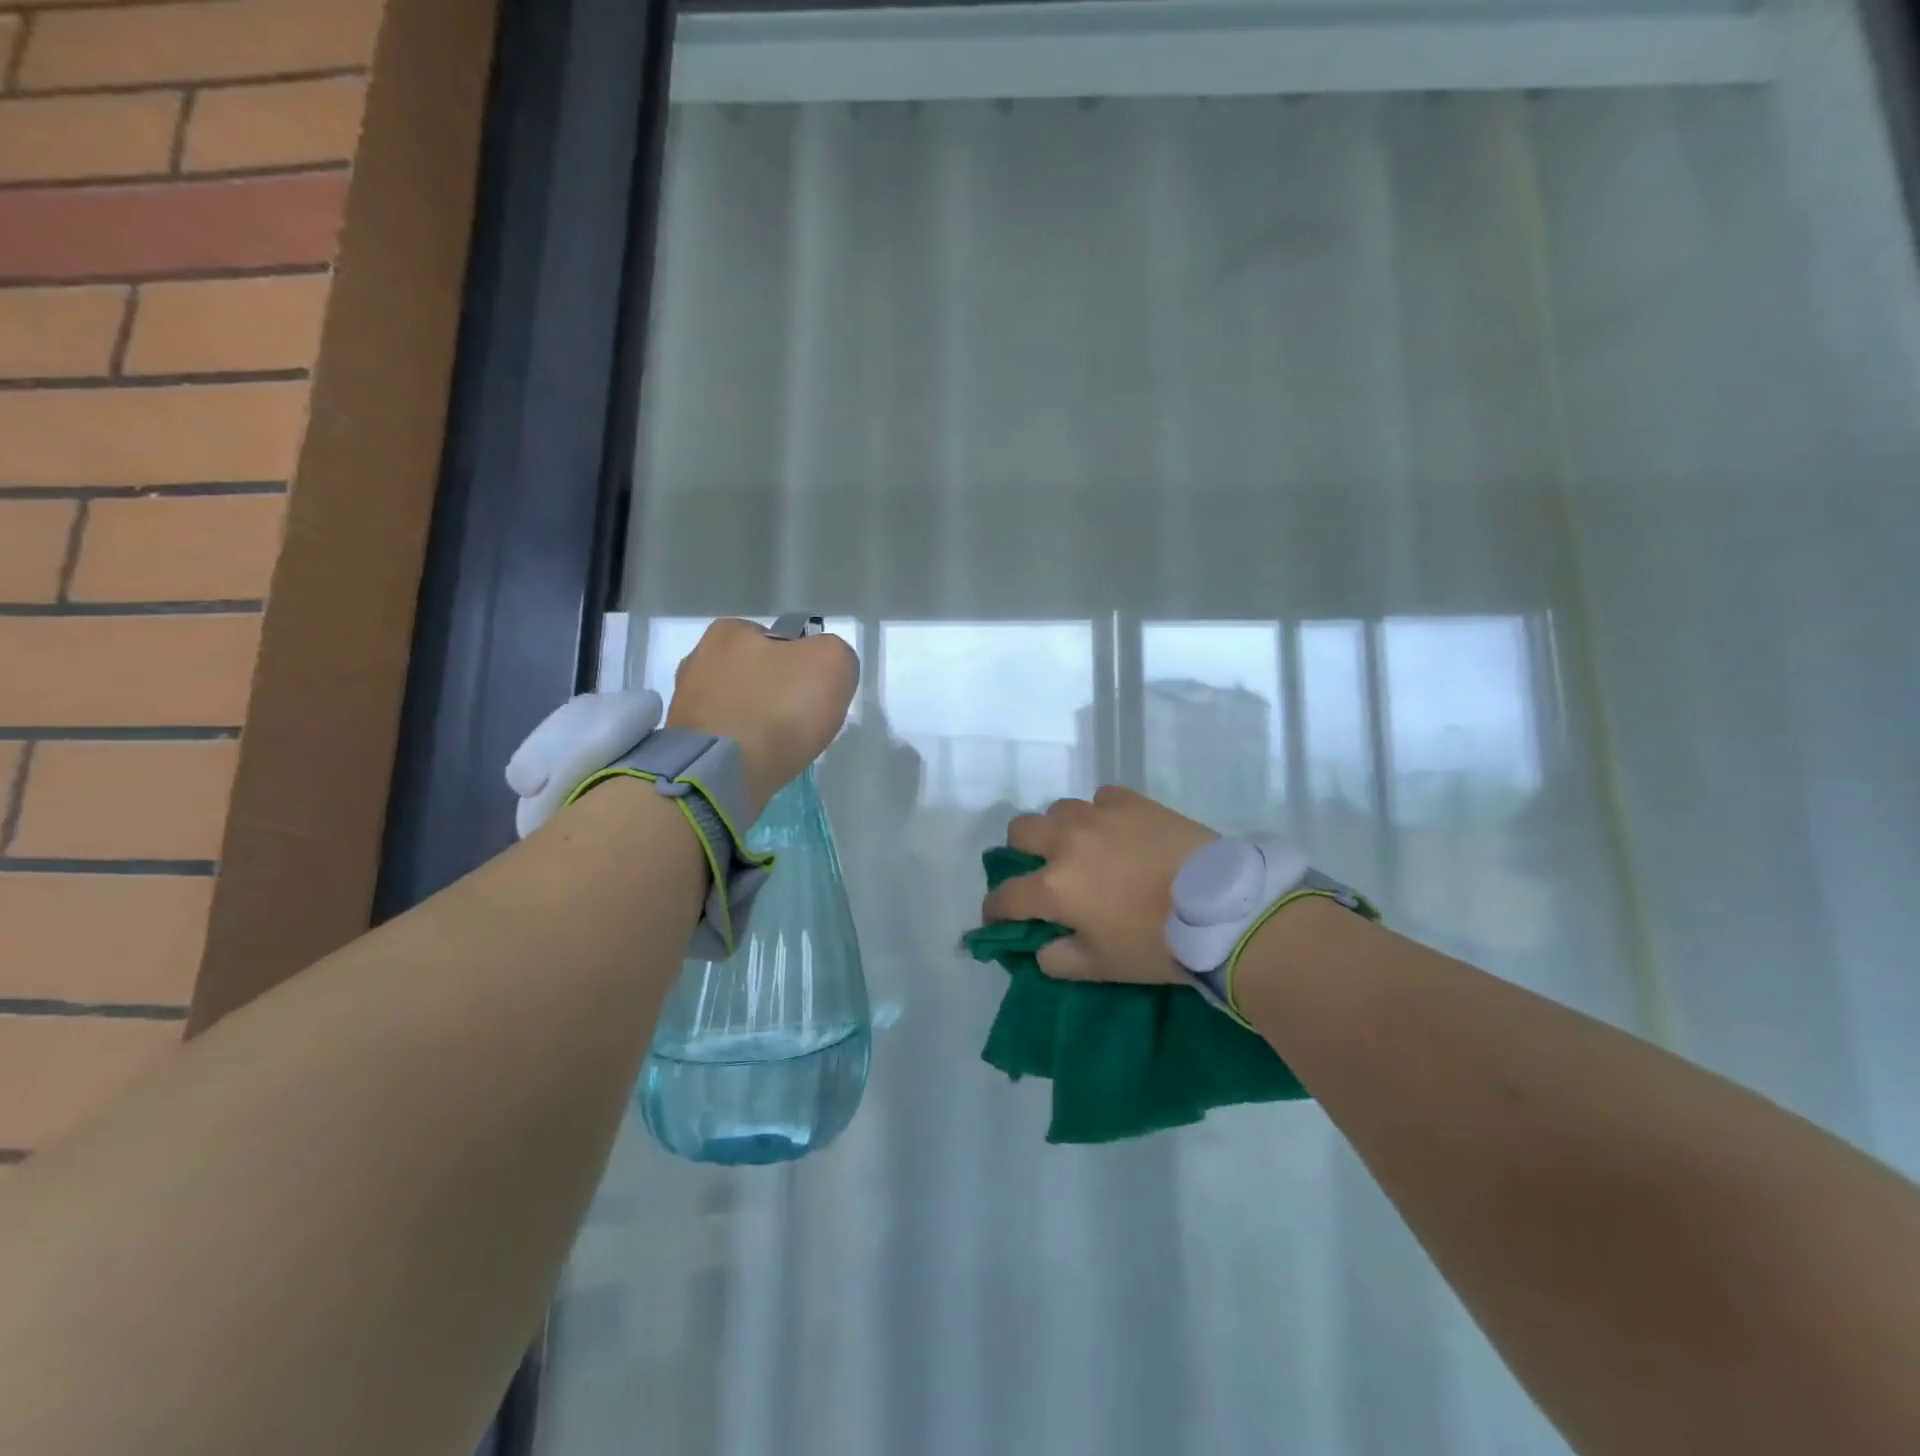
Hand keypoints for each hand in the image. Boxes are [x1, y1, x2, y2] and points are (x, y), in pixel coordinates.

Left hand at [666, 617, 859, 815]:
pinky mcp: (680, 739)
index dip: (803, 666)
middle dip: (775, 692)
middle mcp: (698, 657)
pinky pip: (722, 734)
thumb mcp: (833, 663)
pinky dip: (739, 744)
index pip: (779, 641)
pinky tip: (755, 759)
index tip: (813, 694)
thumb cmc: (779, 709)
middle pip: (755, 672)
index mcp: (730, 631)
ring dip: (755, 719)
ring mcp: (685, 700)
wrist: (723, 772)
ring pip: (737, 704)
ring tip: (777, 746)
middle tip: (798, 721)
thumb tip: (823, 667)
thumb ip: (835, 653)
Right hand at [982, 786, 1216, 984]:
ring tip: (1084, 848)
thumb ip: (1059, 960)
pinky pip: (1101, 798)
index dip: (994, 911)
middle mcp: (1066, 843)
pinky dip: (1101, 814)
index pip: (1005, 897)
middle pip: (1019, 832)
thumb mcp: (1103, 967)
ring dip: (1060, 830)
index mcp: (1054, 887)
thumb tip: (1040, 947)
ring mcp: (1098, 816)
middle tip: (1042, 872)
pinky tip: (1118, 830)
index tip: (999, 920)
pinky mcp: (1131, 801)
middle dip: (1021, 854)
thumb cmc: (1158, 943)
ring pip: (1059, 810)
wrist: (1220, 907)